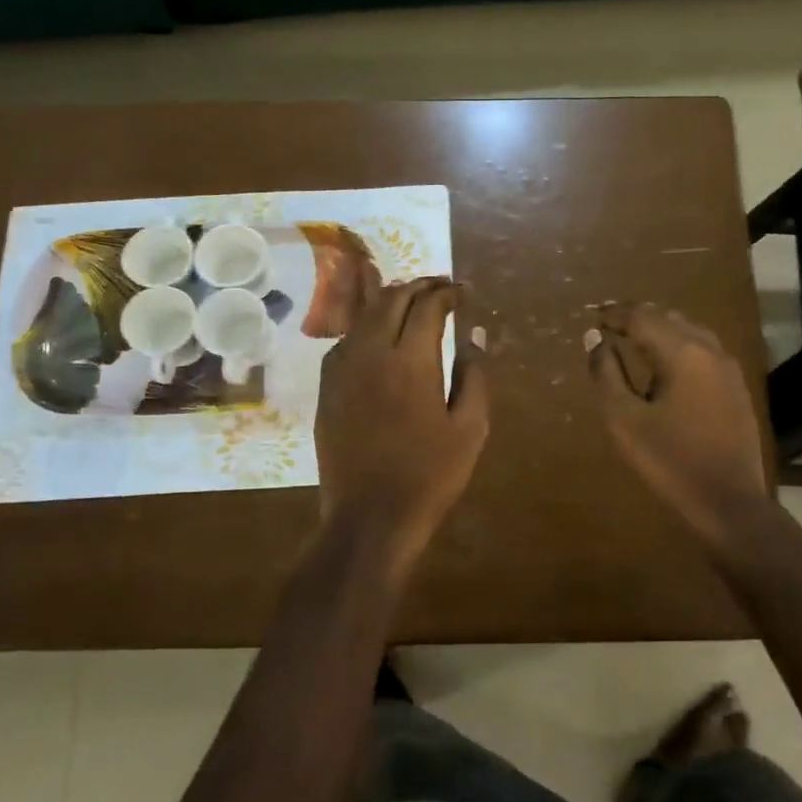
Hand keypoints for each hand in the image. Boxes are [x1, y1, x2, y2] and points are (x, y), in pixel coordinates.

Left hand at [315, 275, 488, 568]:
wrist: (370, 516)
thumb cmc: (430, 475)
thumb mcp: (470, 428)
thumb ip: (474, 375)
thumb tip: (474, 335)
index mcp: (411, 361)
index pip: (428, 306)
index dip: (448, 293)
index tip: (463, 293)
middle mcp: (372, 353)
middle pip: (392, 299)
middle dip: (419, 285)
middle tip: (440, 286)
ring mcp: (343, 369)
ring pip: (365, 315)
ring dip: (391, 299)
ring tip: (412, 300)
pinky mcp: (327, 387)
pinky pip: (347, 339)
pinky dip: (367, 325)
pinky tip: (380, 335)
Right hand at [586, 304, 770, 546]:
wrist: (730, 504)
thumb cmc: (669, 462)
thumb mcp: (624, 420)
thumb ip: (607, 374)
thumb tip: (595, 338)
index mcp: (681, 353)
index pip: (641, 318)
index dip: (614, 314)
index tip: (593, 316)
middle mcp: (709, 350)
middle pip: (668, 318)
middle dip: (638, 316)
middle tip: (610, 322)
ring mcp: (728, 368)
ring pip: (690, 331)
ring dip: (661, 329)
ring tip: (635, 338)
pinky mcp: (737, 388)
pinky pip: (704, 350)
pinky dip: (680, 345)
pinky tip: (667, 364)